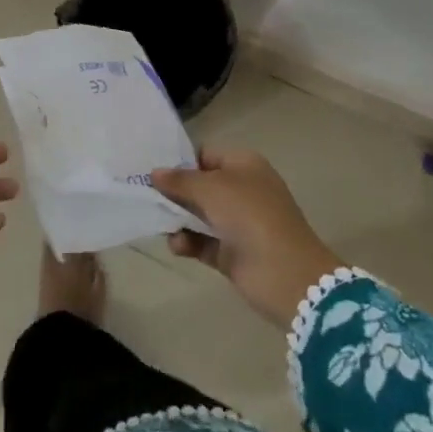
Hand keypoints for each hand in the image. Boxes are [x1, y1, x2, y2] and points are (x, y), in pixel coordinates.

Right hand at [151, 149, 342, 327]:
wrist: (287, 276)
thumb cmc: (250, 217)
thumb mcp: (211, 189)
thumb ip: (180, 180)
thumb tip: (154, 173)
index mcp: (244, 165)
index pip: (205, 155)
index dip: (181, 161)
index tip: (153, 171)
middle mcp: (241, 190)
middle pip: (200, 185)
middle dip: (174, 192)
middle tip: (145, 196)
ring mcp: (238, 223)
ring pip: (198, 215)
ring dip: (178, 219)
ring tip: (160, 224)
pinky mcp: (232, 252)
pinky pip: (202, 241)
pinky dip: (187, 242)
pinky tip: (176, 246)